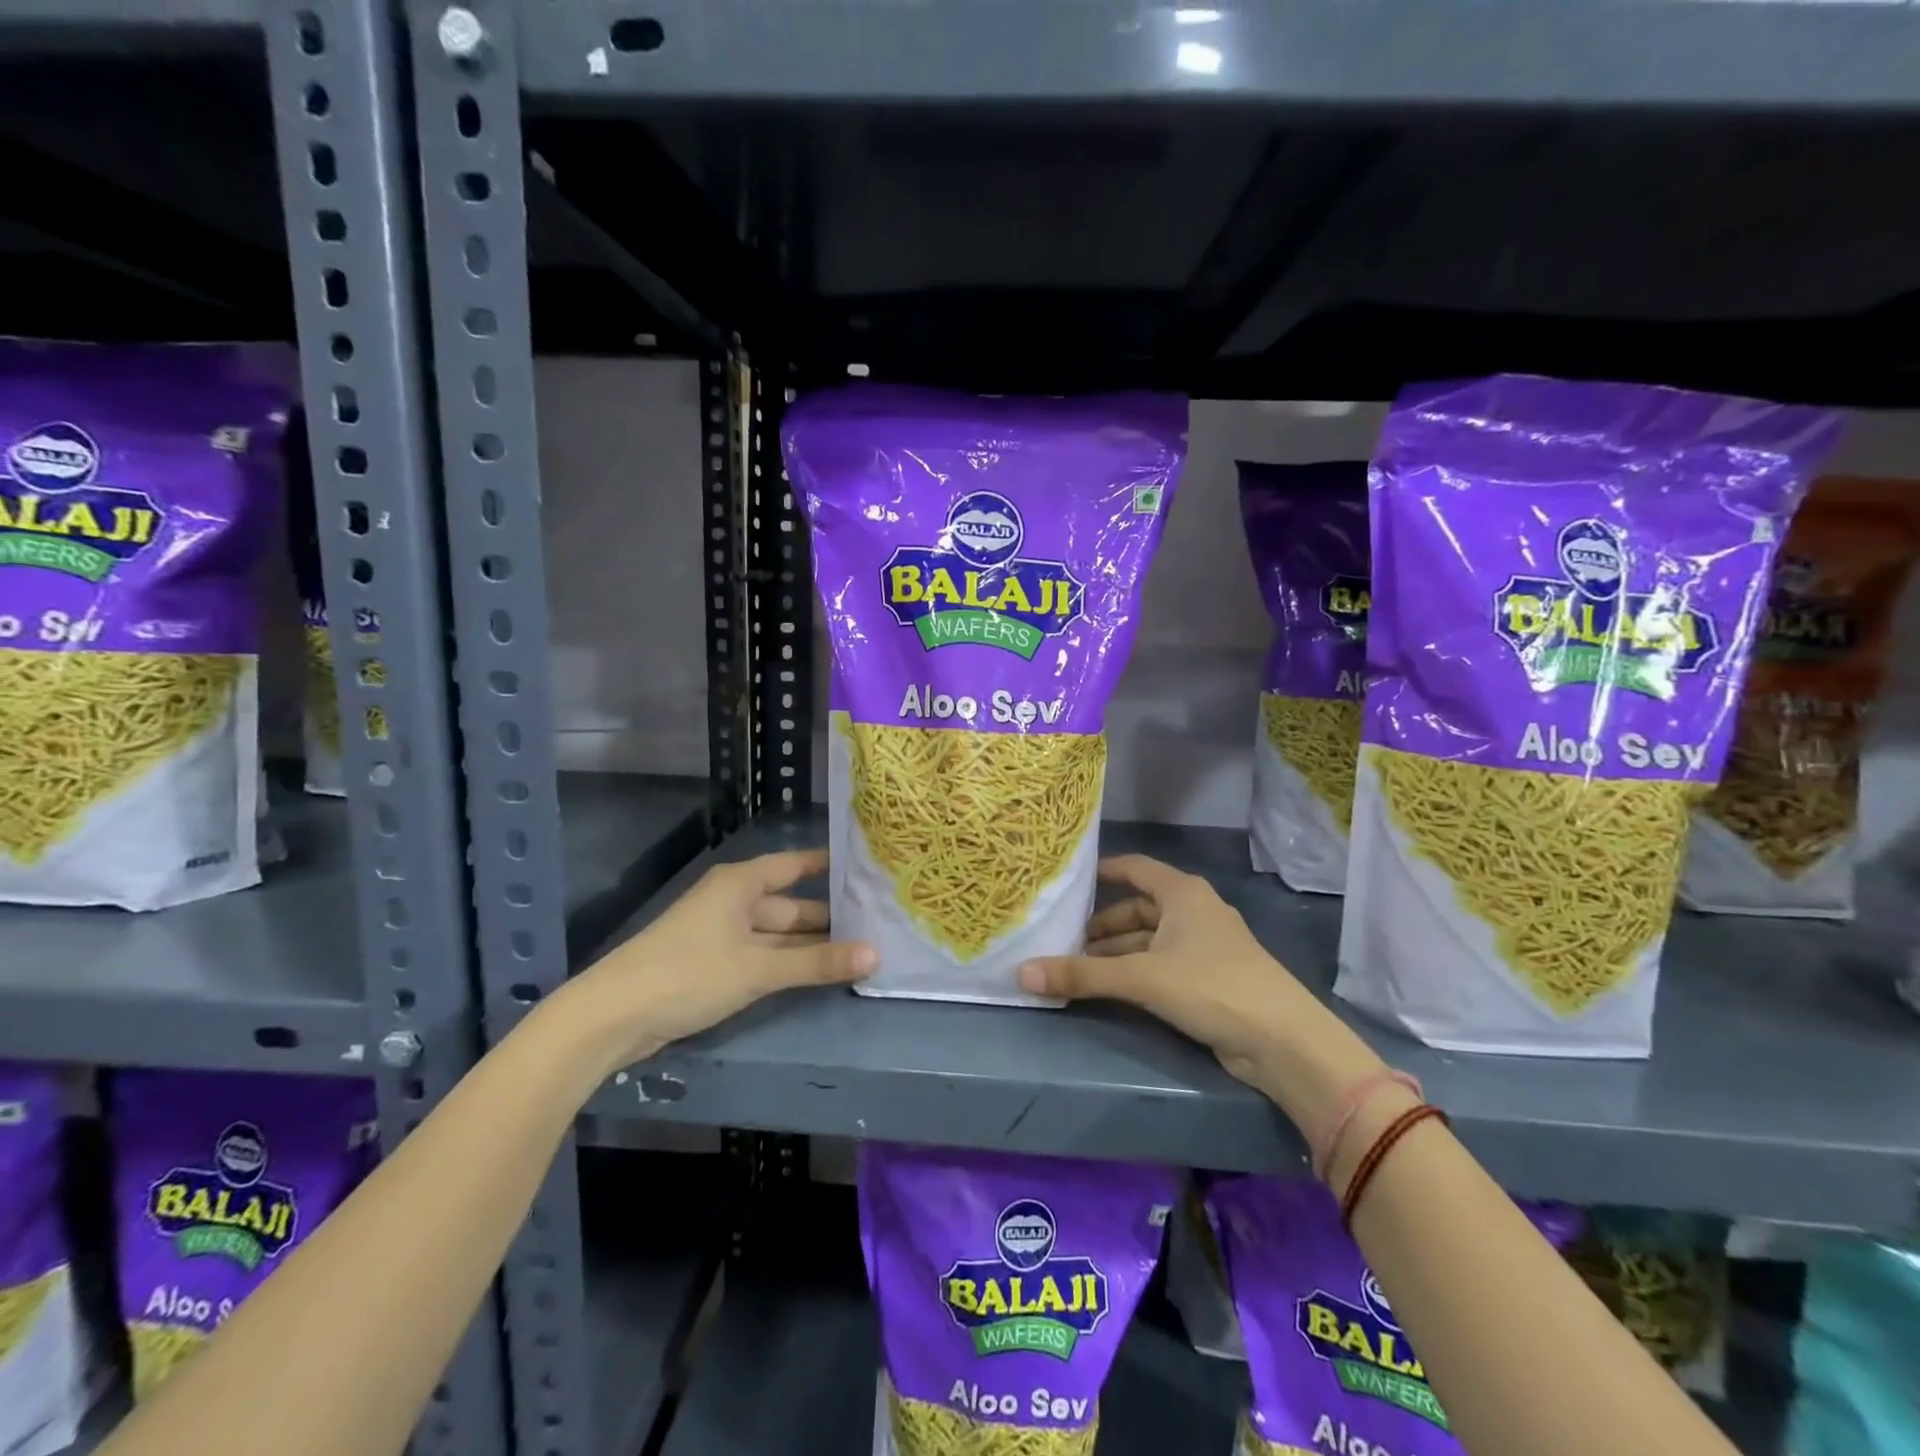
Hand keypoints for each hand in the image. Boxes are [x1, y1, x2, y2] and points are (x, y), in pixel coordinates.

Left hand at [563, 848, 874, 1071]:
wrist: (611, 1017)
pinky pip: (763, 956)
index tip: (868, 868)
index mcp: (741, 884)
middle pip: (791, 904)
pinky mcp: (714, 965)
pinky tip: (819, 973)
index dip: (829, 865)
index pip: (796, 864)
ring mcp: (723, 934)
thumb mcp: (758, 968)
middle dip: (829, 916)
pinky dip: (789, 963)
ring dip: (811, 945)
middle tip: (877, 922)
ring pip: (778, 934)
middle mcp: (734, 901)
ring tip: (860, 949)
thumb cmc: (688, 974)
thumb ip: (816, 962)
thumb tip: (877, 955)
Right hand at [1017, 855, 1385, 1132]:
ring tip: (1076, 969)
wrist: (1283, 1042)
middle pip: (1137, 909)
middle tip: (1061, 940)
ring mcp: (1203, 947)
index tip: (1068, 882)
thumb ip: (1082, 975)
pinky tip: (1110, 989)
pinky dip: (1135, 973)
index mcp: (1182, 893)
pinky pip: (1160, 966)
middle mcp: (1193, 912)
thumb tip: (1021, 973)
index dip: (1102, 872)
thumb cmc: (1211, 986)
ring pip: (1148, 941)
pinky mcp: (1209, 980)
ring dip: (1115, 954)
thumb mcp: (1141, 977)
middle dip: (1101, 926)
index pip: (1134, 868)